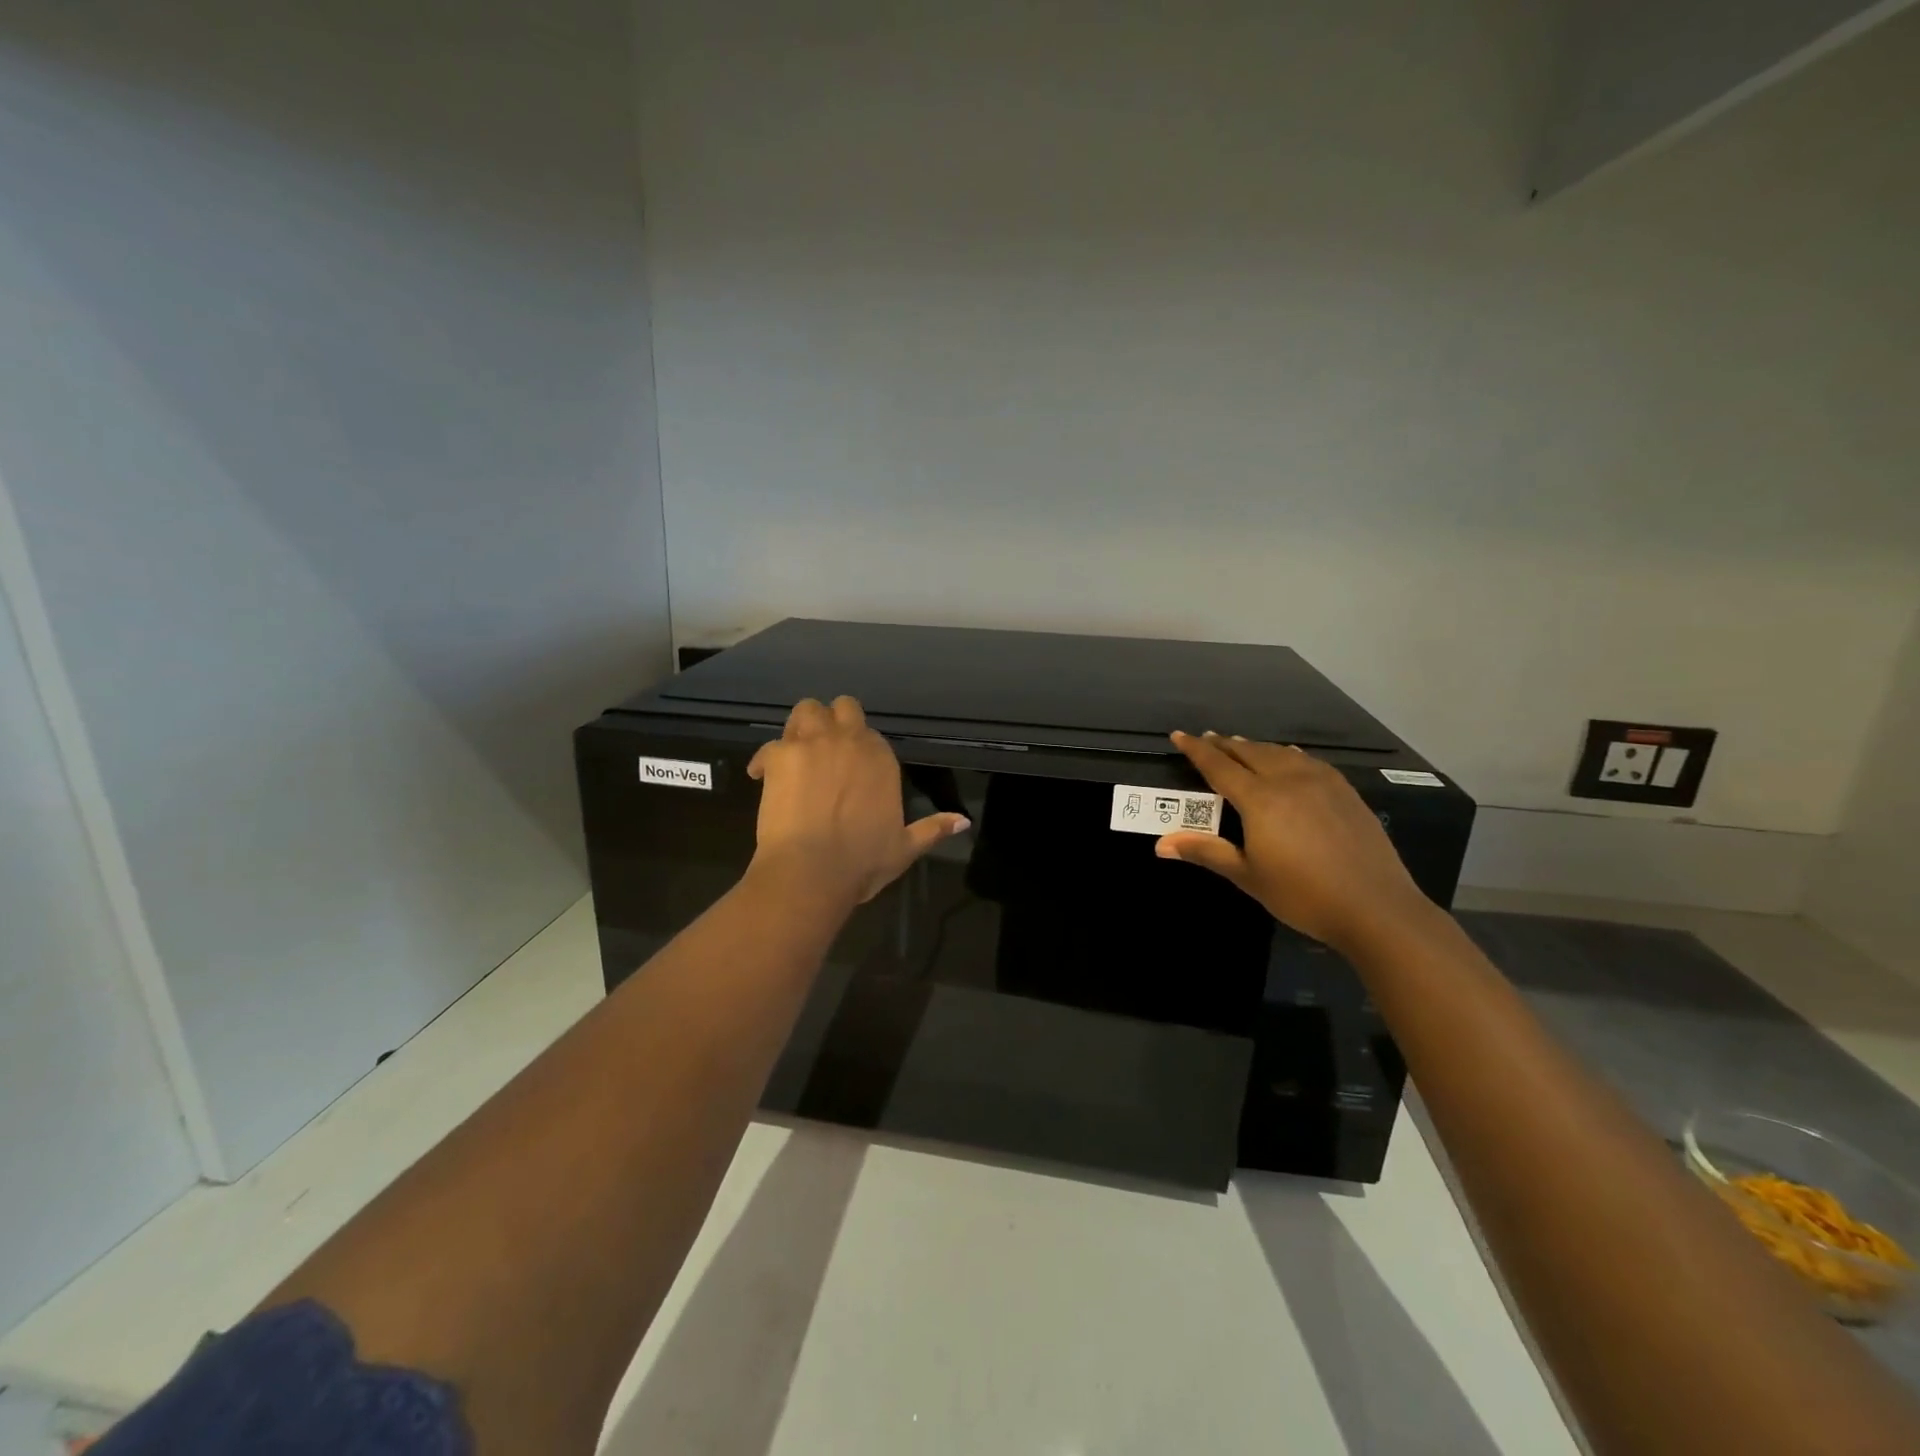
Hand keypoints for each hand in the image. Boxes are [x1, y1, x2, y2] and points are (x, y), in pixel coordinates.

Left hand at [746, 697, 970, 906]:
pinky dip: (766, 759)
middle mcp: (848, 740)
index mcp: (880, 758)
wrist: (811, 870)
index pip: (871, 733)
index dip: (860, 747)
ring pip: (805, 710)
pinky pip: (769, 744)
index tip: (852, 768)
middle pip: (841, 707)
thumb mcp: (905, 848)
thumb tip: (964, 821)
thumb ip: (933, 829)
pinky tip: (763, 776)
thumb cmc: (862, 861)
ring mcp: (811, 744)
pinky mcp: (778, 755)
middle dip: (833, 721)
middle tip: (824, 747)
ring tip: (797, 751)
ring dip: (802, 726)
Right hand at [1156, 731, 1435, 952]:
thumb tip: (1161, 845)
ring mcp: (1322, 782)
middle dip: (1224, 744)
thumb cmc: (1303, 895)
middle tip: (1206, 739)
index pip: (1219, 765)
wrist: (1376, 907)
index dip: (1197, 750)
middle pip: (1249, 752)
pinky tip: (1289, 757)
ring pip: (1280, 753)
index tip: (1179, 735)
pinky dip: (1287, 754)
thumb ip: (1206, 851)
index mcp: (1260, 799)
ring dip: (1255, 747)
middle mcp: (1288, 780)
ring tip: (1240, 745)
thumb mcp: (1248, 876)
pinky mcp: (1345, 792)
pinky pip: (1308, 761)